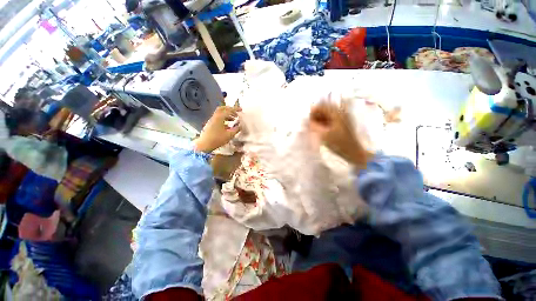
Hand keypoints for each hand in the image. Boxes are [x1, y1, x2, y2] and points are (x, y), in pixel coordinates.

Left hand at [194, 106, 240, 152]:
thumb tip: (240, 126)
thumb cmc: (217, 139)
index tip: (241, 109)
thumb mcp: (229, 135)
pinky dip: (224, 119)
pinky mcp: (210, 124)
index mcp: (219, 118)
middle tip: (236, 112)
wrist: (204, 145)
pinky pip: (218, 118)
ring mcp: (212, 120)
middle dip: (229, 109)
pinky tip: (228, 125)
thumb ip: (236, 129)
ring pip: (220, 114)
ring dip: (227, 114)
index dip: (235, 109)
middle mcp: (215, 117)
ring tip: (234, 119)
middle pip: (222, 109)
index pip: (228, 110)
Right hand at [309, 99, 371, 167]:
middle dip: (316, 115)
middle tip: (311, 125)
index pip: (321, 106)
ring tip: (315, 128)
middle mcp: (340, 112)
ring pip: (327, 114)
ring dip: (319, 119)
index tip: (308, 121)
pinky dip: (324, 122)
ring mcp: (342, 117)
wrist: (353, 152)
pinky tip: (321, 129)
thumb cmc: (338, 143)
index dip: (313, 112)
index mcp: (336, 113)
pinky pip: (330, 119)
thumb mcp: (323, 135)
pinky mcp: (342, 123)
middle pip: (324, 109)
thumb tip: (308, 119)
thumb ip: (314, 125)